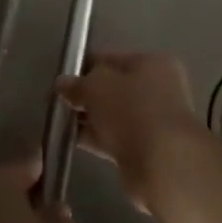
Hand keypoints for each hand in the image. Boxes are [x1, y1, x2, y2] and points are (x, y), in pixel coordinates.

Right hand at [60, 51, 206, 210]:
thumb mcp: (96, 87)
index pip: (111, 59)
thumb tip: (62, 84)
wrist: (162, 163)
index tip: (61, 81)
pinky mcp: (147, 149)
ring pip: (113, 115)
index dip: (84, 67)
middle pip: (113, 88)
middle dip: (86, 96)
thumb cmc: (132, 110)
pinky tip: (73, 141)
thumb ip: (77, 84)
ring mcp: (154, 121)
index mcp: (152, 63)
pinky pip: (115, 138)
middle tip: (59, 104)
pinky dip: (96, 138)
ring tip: (61, 124)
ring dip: (90, 119)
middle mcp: (157, 88)